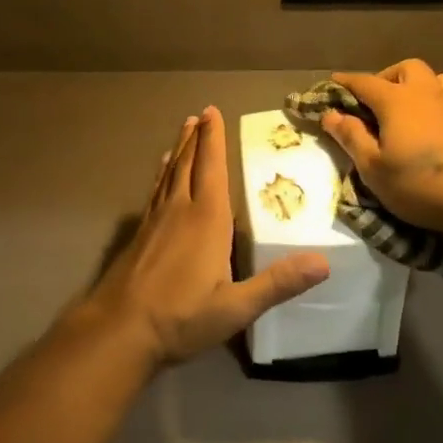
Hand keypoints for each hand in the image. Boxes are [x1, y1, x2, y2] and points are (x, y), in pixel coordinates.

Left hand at [82, 106, 329, 366]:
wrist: (119, 330)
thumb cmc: (181, 317)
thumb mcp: (236, 307)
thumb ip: (277, 283)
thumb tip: (323, 262)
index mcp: (206, 220)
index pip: (212, 169)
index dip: (214, 140)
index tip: (213, 112)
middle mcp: (179, 211)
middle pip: (188, 165)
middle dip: (196, 138)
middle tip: (200, 113)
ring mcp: (156, 221)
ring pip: (169, 175)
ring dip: (178, 151)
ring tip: (183, 131)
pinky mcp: (140, 235)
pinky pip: (154, 192)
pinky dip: (161, 176)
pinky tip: (161, 174)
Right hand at [318, 61, 442, 240]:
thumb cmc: (419, 184)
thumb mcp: (373, 167)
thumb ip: (351, 137)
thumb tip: (330, 114)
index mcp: (396, 101)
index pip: (365, 82)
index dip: (346, 82)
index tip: (332, 83)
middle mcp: (426, 94)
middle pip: (406, 69)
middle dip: (387, 77)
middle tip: (374, 101)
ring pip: (438, 78)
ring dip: (420, 85)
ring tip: (409, 107)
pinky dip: (441, 108)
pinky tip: (436, 128)